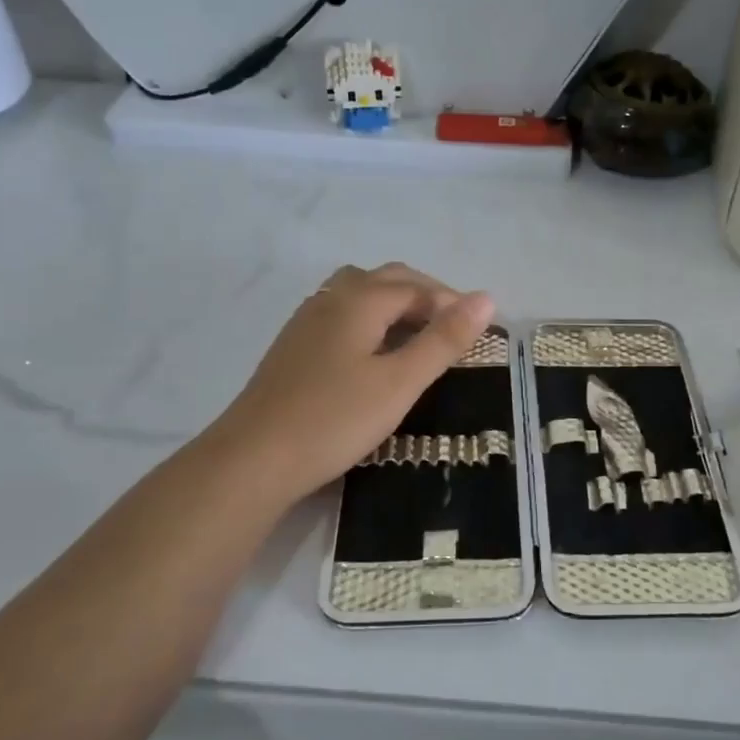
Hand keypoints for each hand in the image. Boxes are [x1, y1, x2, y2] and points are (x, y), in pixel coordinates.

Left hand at [213, 263, 494, 505]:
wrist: (254, 459)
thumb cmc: (335, 419)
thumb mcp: (400, 382)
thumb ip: (443, 340)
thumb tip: (485, 299)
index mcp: (359, 300)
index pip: (416, 287)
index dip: (450, 303)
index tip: (477, 332)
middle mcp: (331, 299)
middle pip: (386, 280)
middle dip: (425, 295)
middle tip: (453, 330)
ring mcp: (306, 321)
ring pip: (359, 293)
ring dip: (394, 304)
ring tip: (416, 336)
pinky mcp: (293, 347)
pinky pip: (341, 315)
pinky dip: (369, 320)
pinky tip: (373, 354)